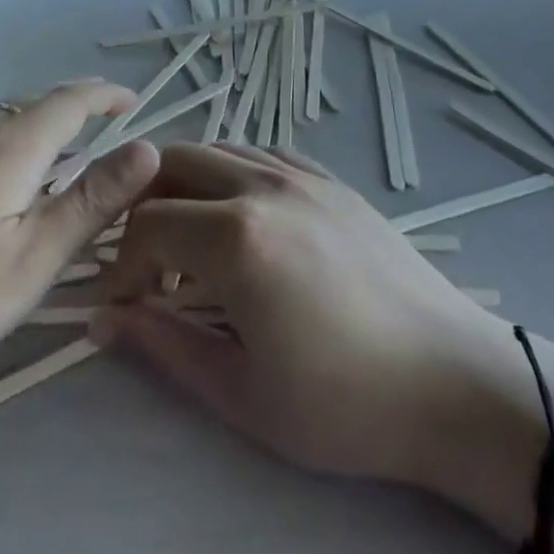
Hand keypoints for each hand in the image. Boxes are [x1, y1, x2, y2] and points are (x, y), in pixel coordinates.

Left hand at [0, 80, 157, 401]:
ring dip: (41, 135)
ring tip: (59, 170)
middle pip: (36, 107)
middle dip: (78, 114)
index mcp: (11, 147)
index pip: (71, 100)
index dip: (107, 95)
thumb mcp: (30, 261)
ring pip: (3, 127)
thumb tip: (149, 148)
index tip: (136, 103)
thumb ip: (91, 202)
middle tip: (106, 142)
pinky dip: (8, 152)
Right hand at [93, 145, 553, 509]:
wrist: (450, 381)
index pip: (146, 225)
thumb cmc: (343, 403)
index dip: (122, 265)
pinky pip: (262, 154)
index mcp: (235, 237)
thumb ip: (162, 344)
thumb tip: (103, 320)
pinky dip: (232, 175)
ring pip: (217, 150)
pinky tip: (243, 220)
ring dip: (186, 187)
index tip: (124, 306)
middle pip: (172, 163)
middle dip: (144, 207)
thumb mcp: (240, 392)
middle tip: (150, 263)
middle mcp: (262, 186)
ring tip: (194, 244)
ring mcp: (301, 174)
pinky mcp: (331, 179)